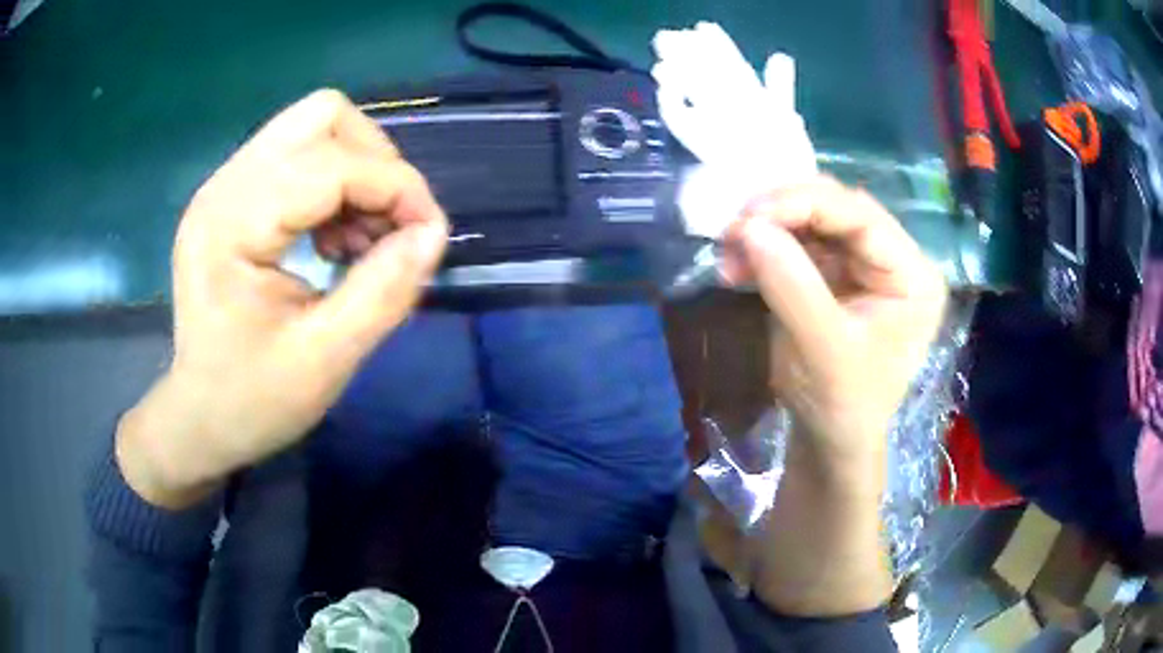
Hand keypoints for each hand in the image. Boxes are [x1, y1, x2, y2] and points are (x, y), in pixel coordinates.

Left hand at [117, 90, 447, 507]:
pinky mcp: (233, 197)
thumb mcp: (325, 360)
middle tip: (390, 225)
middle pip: (321, 116)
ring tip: (361, 237)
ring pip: (312, 126)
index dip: (396, 186)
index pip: (331, 165)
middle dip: (375, 161)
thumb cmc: (251, 401)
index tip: (429, 234)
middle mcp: (224, 187)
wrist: (199, 419)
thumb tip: (434, 232)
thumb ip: (383, 291)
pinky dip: (334, 182)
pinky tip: (334, 236)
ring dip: (356, 169)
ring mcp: (225, 187)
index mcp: (232, 226)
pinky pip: (299, 154)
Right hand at [723, 176, 946, 468]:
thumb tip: (748, 227)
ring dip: (767, 230)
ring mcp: (864, 263)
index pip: (861, 216)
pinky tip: (738, 266)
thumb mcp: (824, 351)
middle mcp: (894, 258)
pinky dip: (766, 248)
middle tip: (733, 230)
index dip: (803, 204)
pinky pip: (798, 243)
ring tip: (729, 252)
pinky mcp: (836, 273)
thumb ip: (793, 286)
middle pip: (836, 209)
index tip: (748, 216)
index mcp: (913, 276)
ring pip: (812, 220)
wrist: (830, 440)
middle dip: (781, 214)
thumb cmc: (843, 406)